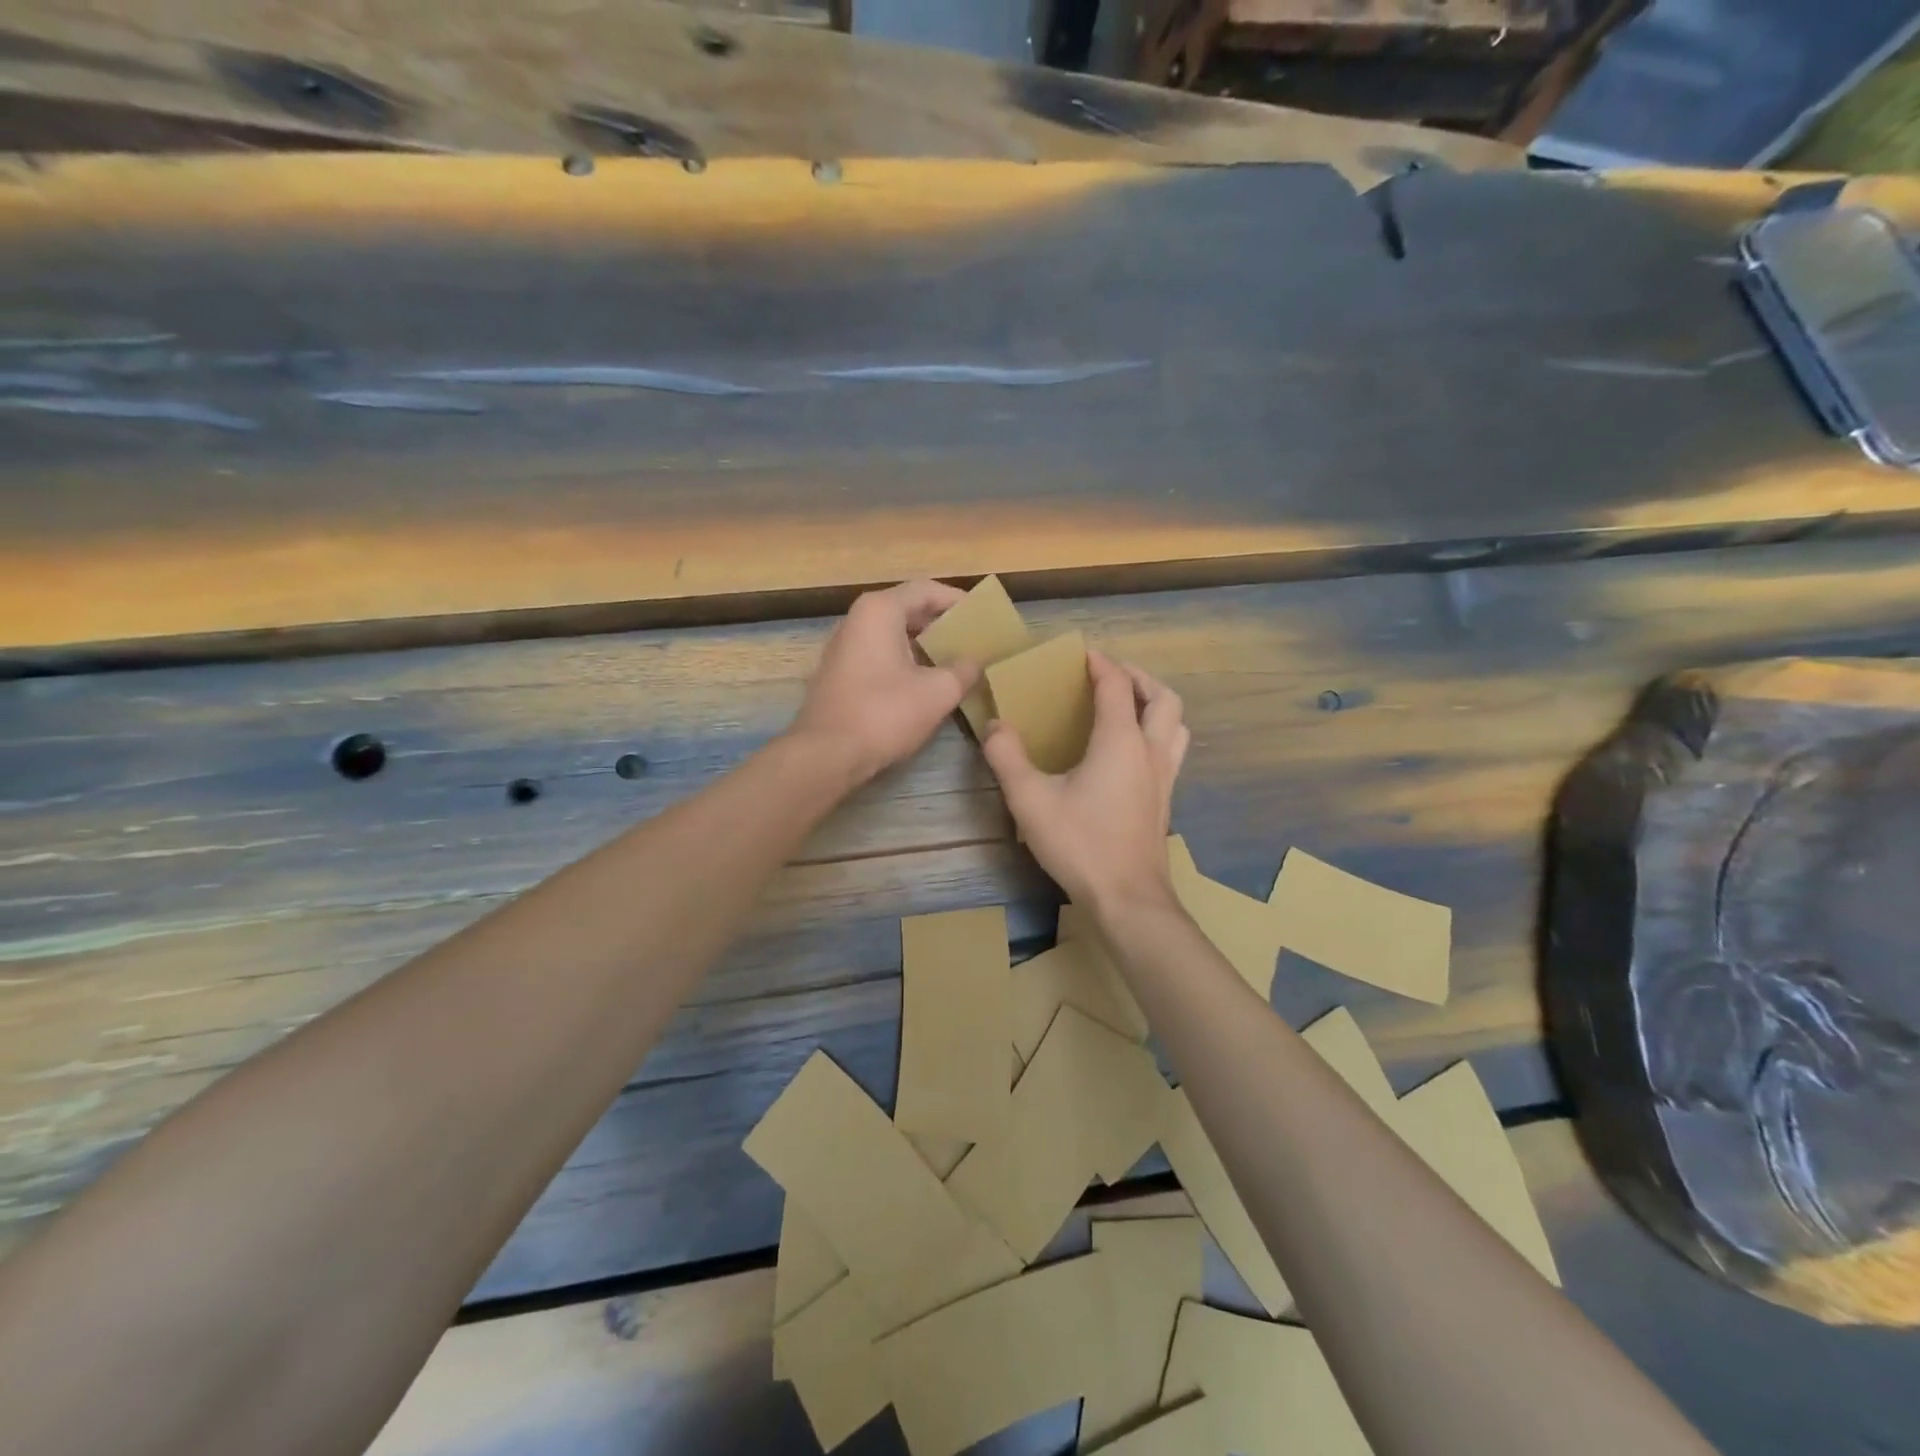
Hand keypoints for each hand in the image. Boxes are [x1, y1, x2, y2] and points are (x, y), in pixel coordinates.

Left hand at [788, 580, 980, 784]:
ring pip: (894, 633)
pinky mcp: (840, 672)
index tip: (983, 615)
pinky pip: (880, 653)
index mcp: (880, 611)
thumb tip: (976, 662)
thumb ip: (964, 670)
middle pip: (908, 608)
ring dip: (925, 643)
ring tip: (957, 659)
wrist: (826, 754)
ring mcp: (845, 646)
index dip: (958, 600)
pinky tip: (926, 680)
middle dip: (943, 622)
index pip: (926, 589)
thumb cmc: (884, 714)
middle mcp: (857, 619)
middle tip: (974, 638)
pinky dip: (906, 659)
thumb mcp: (937, 692)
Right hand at [983, 649, 1189, 910]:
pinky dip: (1158, 732)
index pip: (1116, 685)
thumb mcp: (1030, 800)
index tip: (1082, 654)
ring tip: (1128, 707)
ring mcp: (1164, 776)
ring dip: (1155, 704)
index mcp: (1120, 741)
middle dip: (1138, 677)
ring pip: (1176, 723)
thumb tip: (995, 726)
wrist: (1127, 898)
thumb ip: (1008, 757)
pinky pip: (1172, 749)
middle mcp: (1150, 750)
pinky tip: (1131, 752)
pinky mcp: (1166, 799)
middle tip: (1110, 677)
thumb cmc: (1080, 844)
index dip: (1100, 664)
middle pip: (1162, 697)